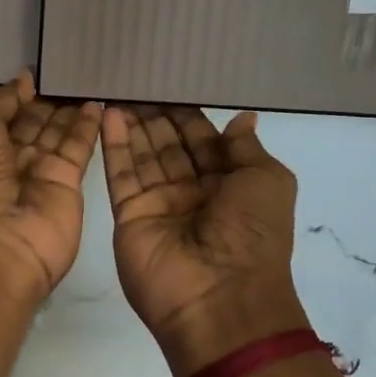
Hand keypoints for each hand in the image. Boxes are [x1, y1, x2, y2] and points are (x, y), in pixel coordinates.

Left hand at [0, 72, 100, 304]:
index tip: (42, 68)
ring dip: (69, 108)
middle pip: (30, 123)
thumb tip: (23, 81)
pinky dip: (88, 126)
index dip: (17, 93)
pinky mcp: (66, 186)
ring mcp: (36, 175)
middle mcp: (3, 162)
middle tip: (73, 67)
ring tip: (90, 75)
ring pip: (55, 134)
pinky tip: (100, 101)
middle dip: (47, 99)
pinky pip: (78, 149)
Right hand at [101, 105, 310, 376]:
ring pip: (143, 156)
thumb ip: (245, 149)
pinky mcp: (130, 215)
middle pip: (169, 146)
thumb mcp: (267, 182)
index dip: (187, 115)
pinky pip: (122, 174)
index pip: (202, 142)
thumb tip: (243, 118)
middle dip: (155, 116)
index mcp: (229, 185)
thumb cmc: (252, 235)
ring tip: (118, 88)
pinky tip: (108, 113)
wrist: (219, 298)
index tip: (169, 82)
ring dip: (132, 124)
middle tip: (136, 79)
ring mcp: (158, 205)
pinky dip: (115, 144)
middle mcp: (192, 193)